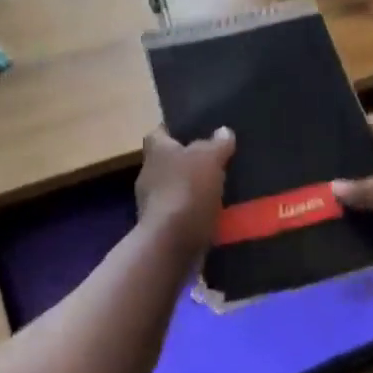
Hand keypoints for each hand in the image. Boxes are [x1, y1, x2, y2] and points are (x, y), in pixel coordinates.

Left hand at [135, 126, 234, 254]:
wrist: (172, 243)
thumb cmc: (187, 190)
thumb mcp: (209, 158)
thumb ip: (217, 143)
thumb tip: (223, 131)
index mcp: (155, 150)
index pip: (160, 131)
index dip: (177, 129)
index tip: (198, 130)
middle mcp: (149, 173)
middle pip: (170, 160)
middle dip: (191, 161)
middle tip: (219, 159)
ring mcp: (153, 203)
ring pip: (178, 188)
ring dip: (196, 188)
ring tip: (224, 187)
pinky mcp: (162, 227)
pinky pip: (183, 212)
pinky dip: (197, 212)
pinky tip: (218, 213)